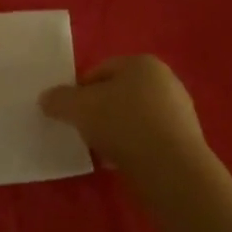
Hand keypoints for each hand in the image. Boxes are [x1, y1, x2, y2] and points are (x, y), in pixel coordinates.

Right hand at [40, 56, 204, 173]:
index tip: (69, 113)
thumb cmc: (122, 124)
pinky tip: (121, 162)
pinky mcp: (185, 140)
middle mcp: (165, 80)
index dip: (79, 91)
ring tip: (100, 150)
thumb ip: (58, 99)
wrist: (171, 168)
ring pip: (133, 117)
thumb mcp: (78, 107)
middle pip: (118, 94)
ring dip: (114, 131)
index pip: (99, 71)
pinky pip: (148, 138)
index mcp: (141, 63)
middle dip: (98, 111)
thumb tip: (47, 99)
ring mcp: (179, 111)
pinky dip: (132, 146)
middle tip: (82, 131)